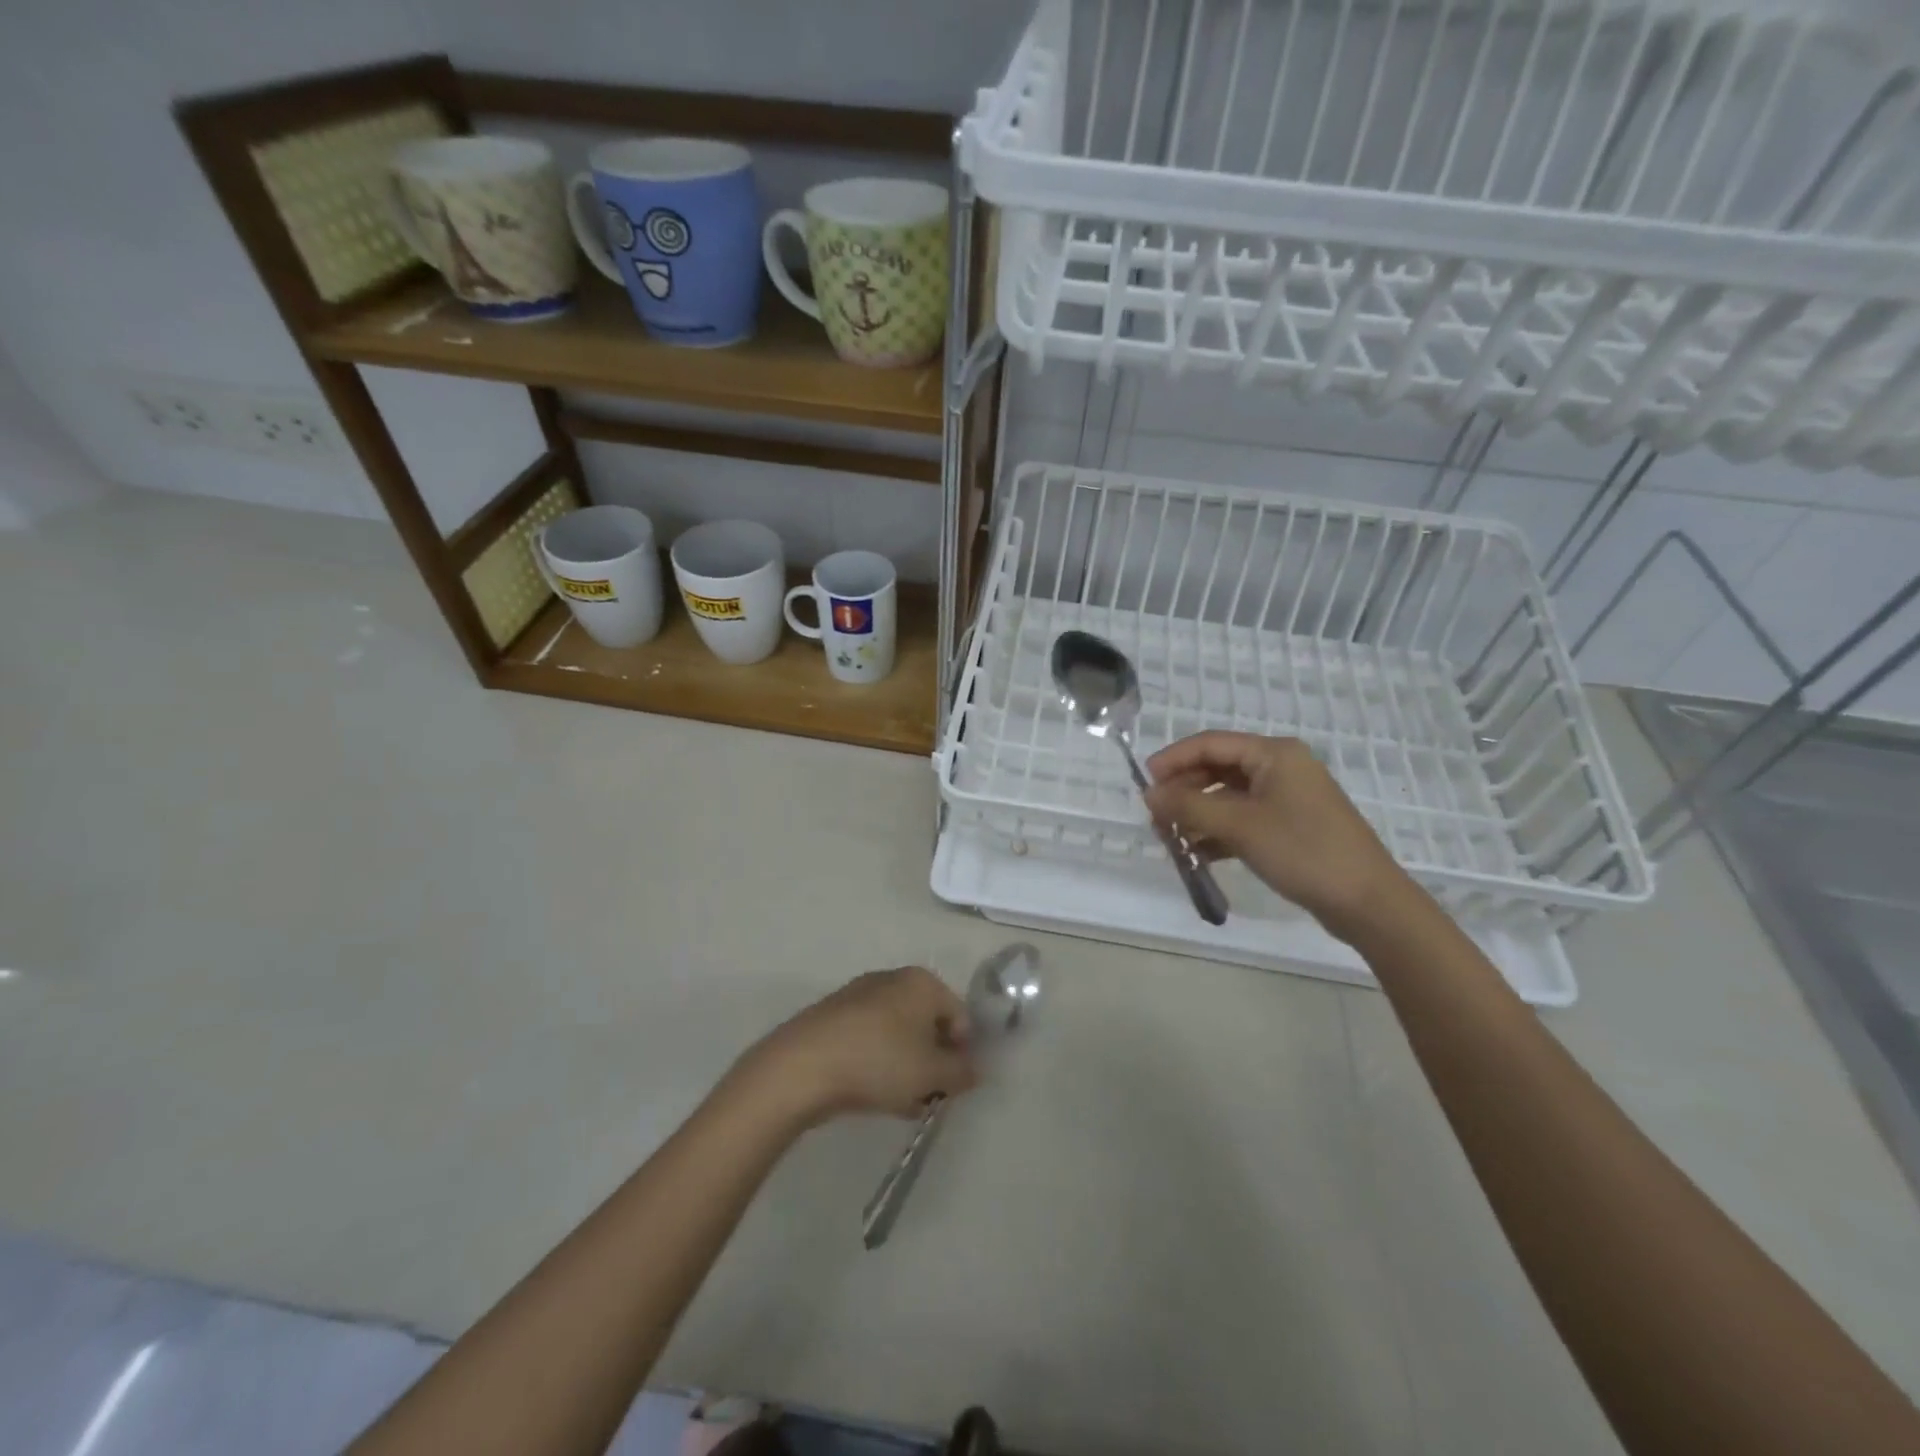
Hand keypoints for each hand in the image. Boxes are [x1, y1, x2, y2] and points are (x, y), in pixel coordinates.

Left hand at [736, 967, 977, 1125]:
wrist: (802, 1066)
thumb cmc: (879, 1062)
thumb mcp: (932, 1074)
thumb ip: (960, 1072)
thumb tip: (972, 1070)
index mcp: (922, 982)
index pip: (959, 1016)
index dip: (962, 1053)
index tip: (952, 1085)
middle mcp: (893, 979)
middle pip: (927, 1023)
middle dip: (931, 1061)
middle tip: (927, 1095)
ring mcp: (859, 995)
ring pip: (897, 1034)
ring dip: (905, 1066)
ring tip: (899, 1102)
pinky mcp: (833, 1016)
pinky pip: (870, 1039)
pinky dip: (877, 1062)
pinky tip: (871, 1093)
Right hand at [1144, 732, 1418, 944]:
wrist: (1367, 902)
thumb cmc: (1303, 851)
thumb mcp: (1239, 826)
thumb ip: (1189, 806)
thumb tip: (1149, 794)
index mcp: (1274, 754)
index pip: (1210, 743)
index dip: (1173, 760)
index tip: (1144, 784)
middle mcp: (1281, 768)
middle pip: (1218, 769)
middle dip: (1184, 791)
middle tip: (1156, 817)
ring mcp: (1288, 798)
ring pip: (1228, 797)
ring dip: (1198, 814)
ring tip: (1170, 838)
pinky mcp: (1291, 827)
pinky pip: (1243, 819)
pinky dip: (1218, 833)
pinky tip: (1197, 854)